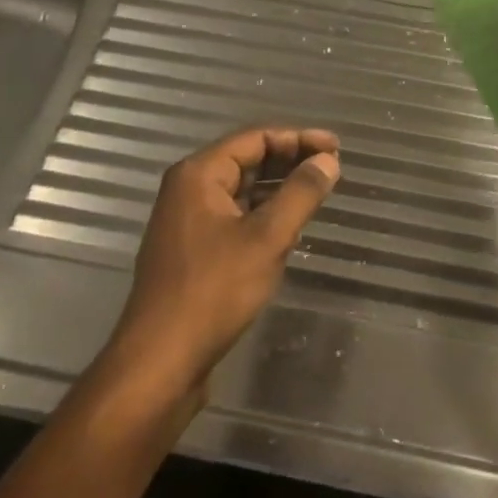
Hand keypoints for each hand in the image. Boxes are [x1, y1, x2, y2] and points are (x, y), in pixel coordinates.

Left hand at [107, 126, 340, 401]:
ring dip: (279, 187)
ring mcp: (187, 221)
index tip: (336, 148)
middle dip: (290, 160)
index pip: (255, 138)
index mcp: (199, 174)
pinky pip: (234, 216)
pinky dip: (263, 213)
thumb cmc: (214, 291)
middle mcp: (188, 189)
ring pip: (241, 190)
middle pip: (246, 159)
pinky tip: (289, 225)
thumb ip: (301, 193)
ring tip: (318, 192)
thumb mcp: (267, 238)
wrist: (161, 359)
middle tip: (331, 167)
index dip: (299, 138)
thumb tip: (328, 160)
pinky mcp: (193, 250)